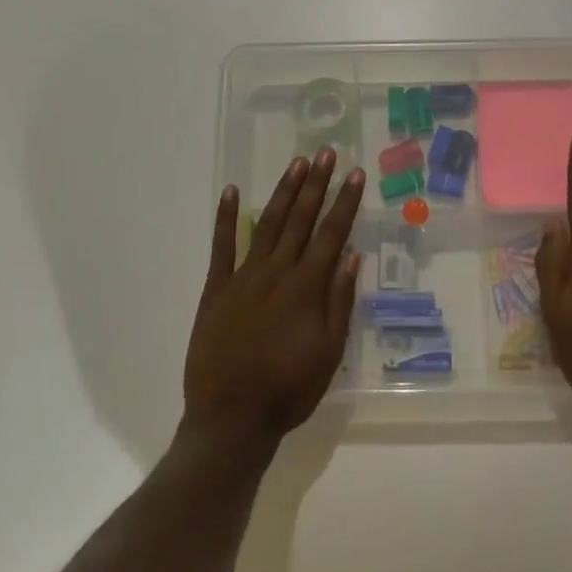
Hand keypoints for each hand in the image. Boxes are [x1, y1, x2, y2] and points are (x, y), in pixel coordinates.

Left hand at [183, 148, 364, 449]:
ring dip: (283, 192)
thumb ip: (340, 302)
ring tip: (296, 164)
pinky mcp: (216, 289)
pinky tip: (231, 192)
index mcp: (307, 288)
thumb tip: (351, 257)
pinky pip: (222, 247)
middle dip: (315, 184)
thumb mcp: (329, 353)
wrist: (231, 418)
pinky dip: (226, 218)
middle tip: (325, 153)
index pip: (332, 234)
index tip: (355, 173)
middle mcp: (277, 273)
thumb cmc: (288, 389)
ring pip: (267, 225)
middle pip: (300, 220)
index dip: (345, 202)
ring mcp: (243, 277)